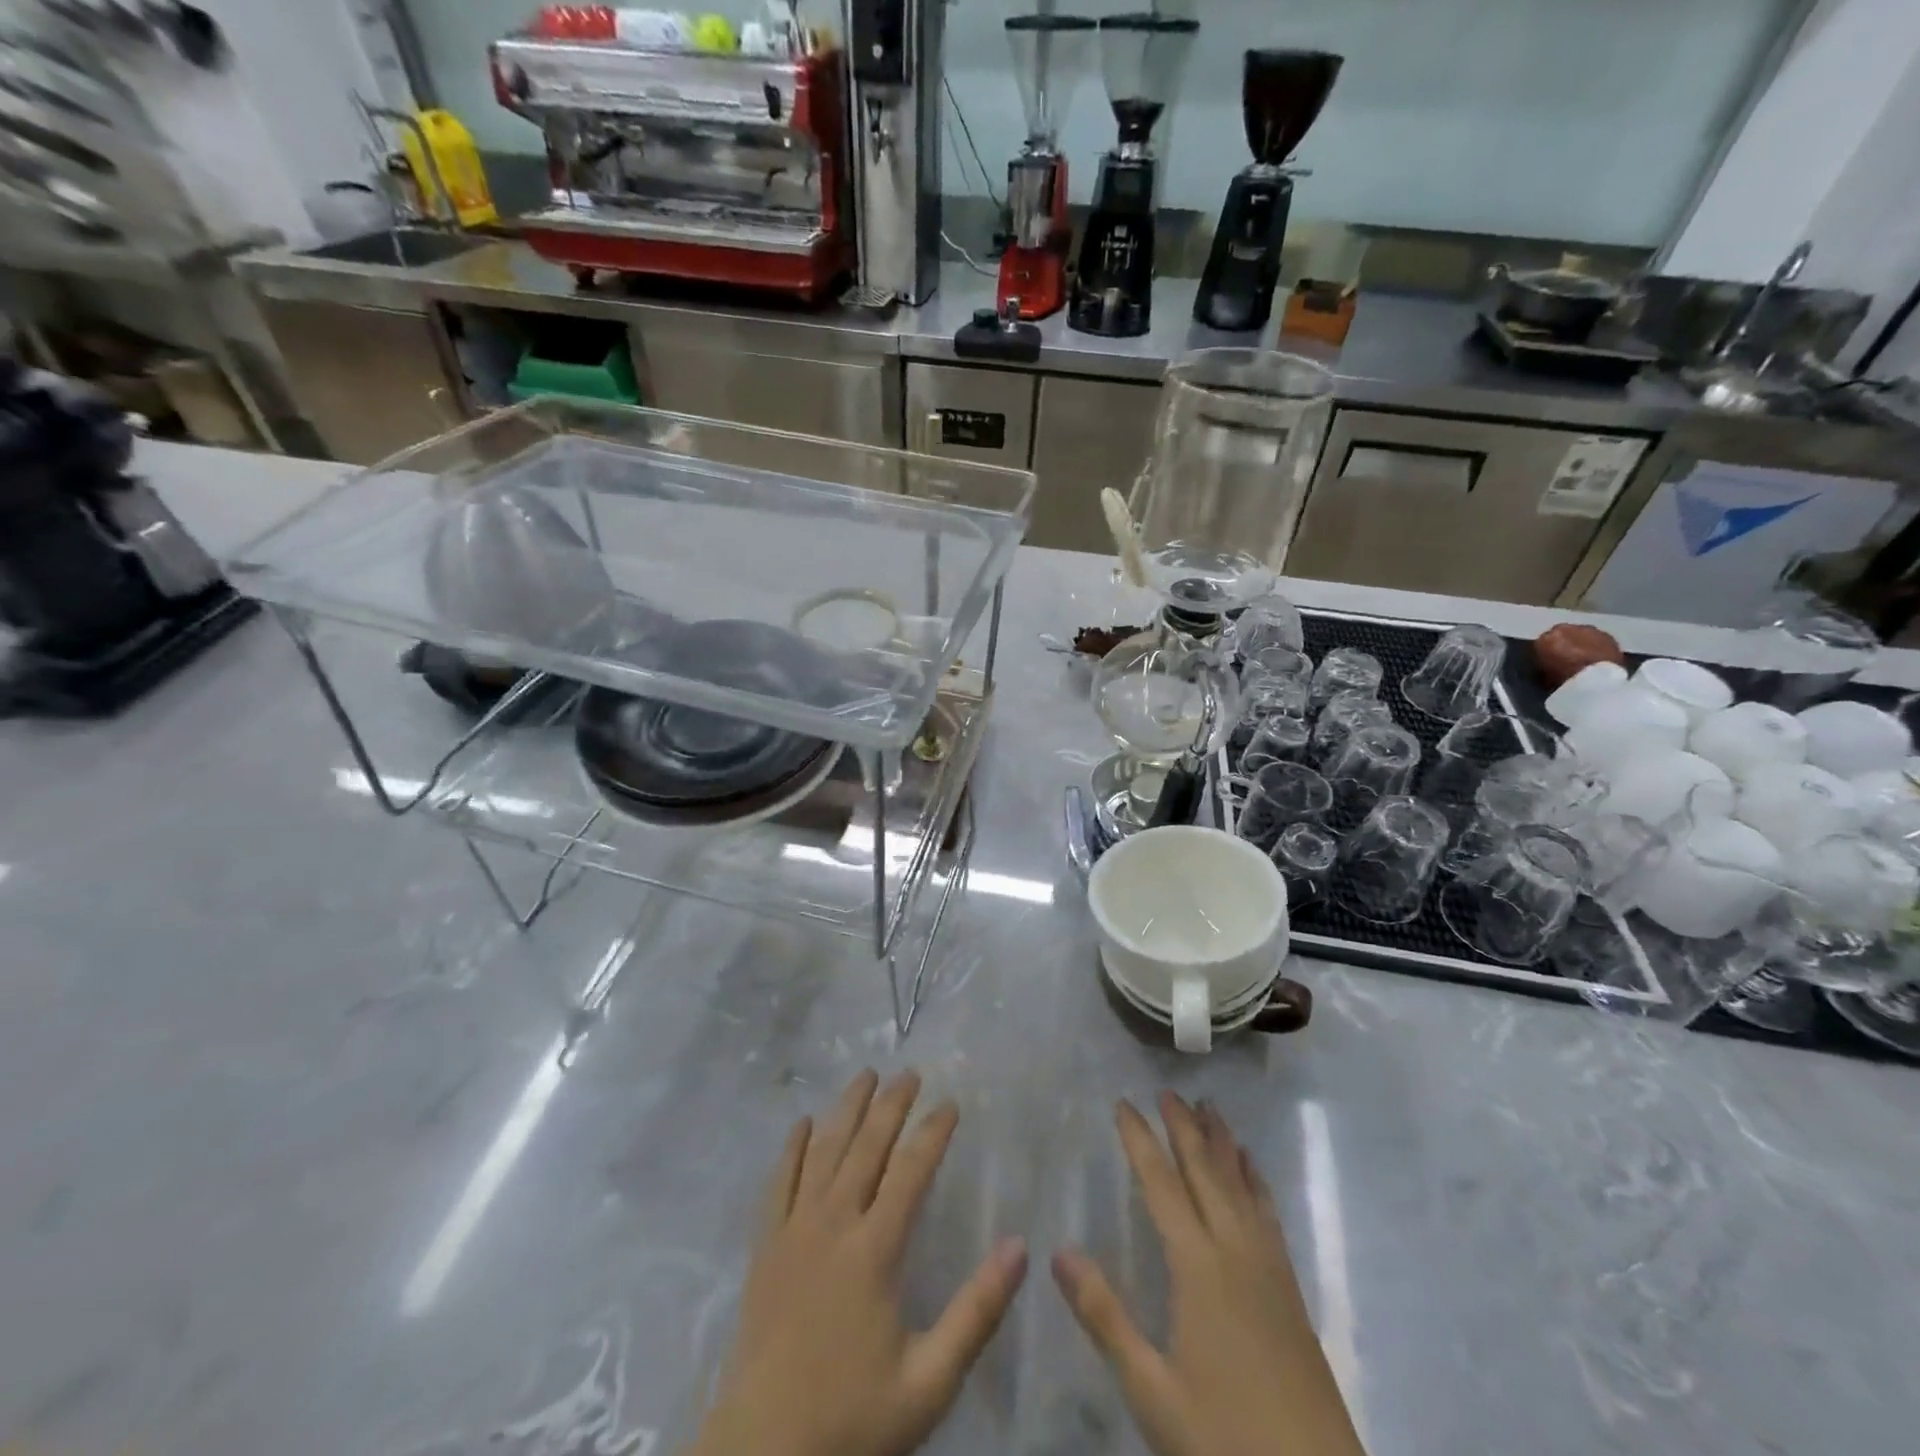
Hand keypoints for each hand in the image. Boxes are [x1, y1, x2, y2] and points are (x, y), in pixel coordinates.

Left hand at [693, 1070, 1028, 1455]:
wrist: (763, 1454)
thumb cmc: (852, 1418)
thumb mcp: (930, 1381)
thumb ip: (977, 1312)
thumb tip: (1020, 1247)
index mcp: (875, 1250)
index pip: (911, 1170)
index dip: (933, 1131)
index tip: (951, 1103)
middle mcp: (834, 1224)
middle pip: (866, 1146)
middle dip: (891, 1104)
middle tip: (910, 1073)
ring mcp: (794, 1230)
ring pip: (823, 1150)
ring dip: (846, 1108)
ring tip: (865, 1075)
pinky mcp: (766, 1246)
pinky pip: (779, 1182)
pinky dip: (792, 1147)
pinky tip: (802, 1124)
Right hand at [1053, 1093, 1365, 1455]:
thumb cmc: (1225, 1440)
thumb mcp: (1151, 1389)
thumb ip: (1103, 1316)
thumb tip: (1057, 1250)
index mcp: (1197, 1267)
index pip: (1162, 1185)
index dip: (1140, 1140)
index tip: (1123, 1103)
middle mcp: (1235, 1250)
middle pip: (1206, 1171)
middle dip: (1183, 1127)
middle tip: (1167, 1090)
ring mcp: (1268, 1267)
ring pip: (1241, 1184)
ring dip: (1221, 1141)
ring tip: (1209, 1106)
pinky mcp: (1291, 1288)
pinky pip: (1268, 1212)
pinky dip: (1255, 1179)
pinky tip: (1252, 1168)